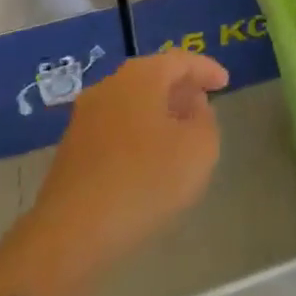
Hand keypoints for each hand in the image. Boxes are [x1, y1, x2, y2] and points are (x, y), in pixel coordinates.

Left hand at [29, 52, 229, 273]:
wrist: (70, 235)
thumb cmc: (143, 181)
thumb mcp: (199, 150)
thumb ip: (206, 121)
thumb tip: (194, 110)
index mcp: (141, 75)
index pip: (181, 60)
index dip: (206, 70)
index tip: (225, 83)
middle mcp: (110, 85)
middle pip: (153, 77)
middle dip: (181, 90)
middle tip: (204, 106)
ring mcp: (85, 117)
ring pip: (132, 103)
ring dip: (158, 113)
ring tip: (180, 135)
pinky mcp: (72, 149)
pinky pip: (116, 128)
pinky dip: (138, 134)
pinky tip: (149, 161)